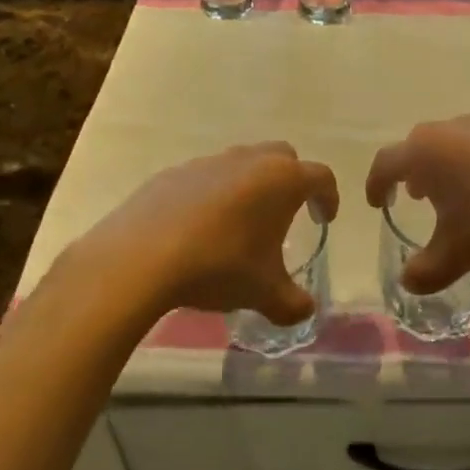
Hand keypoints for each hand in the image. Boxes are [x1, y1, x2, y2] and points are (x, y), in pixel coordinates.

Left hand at [87, 143, 338, 323]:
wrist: (140, 258)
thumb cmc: (218, 266)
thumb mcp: (264, 293)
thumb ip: (292, 304)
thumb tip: (305, 311)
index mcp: (281, 180)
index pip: (320, 177)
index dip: (329, 197)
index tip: (325, 219)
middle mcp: (248, 160)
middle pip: (283, 157)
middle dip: (291, 181)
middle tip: (287, 213)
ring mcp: (208, 162)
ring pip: (241, 163)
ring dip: (251, 185)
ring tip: (241, 223)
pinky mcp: (173, 173)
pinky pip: (205, 177)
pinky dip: (213, 194)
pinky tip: (200, 227)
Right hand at [364, 117, 469, 293]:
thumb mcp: (459, 253)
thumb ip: (427, 270)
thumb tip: (408, 282)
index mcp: (425, 152)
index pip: (386, 163)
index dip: (376, 184)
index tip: (377, 203)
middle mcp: (451, 131)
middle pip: (419, 146)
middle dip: (412, 172)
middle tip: (414, 196)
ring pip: (453, 144)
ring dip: (446, 168)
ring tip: (454, 195)